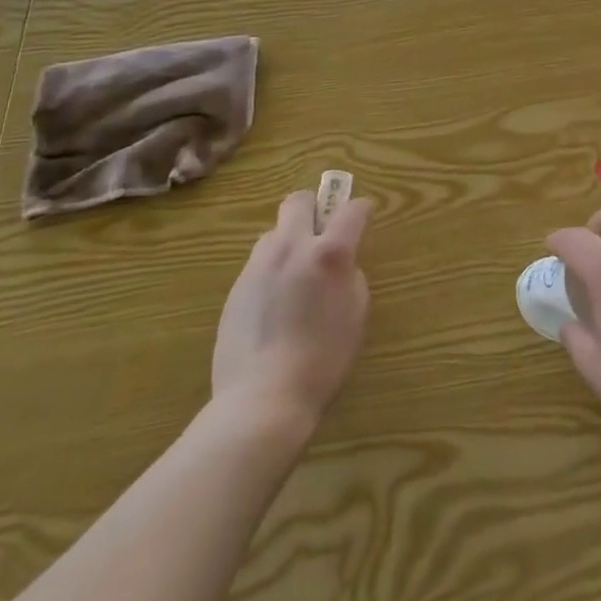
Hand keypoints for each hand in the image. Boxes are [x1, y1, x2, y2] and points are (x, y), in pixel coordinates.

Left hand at [210, 189, 372, 432]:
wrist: (262, 399)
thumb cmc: (322, 360)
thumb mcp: (355, 313)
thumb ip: (349, 275)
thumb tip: (339, 264)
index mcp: (328, 253)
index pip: (351, 210)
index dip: (362, 210)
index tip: (364, 217)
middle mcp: (291, 247)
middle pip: (299, 201)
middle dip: (315, 208)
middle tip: (322, 234)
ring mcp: (258, 265)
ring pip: (274, 232)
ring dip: (289, 242)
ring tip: (296, 276)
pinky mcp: (236, 287)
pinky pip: (259, 263)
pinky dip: (272, 271)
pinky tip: (275, 306)